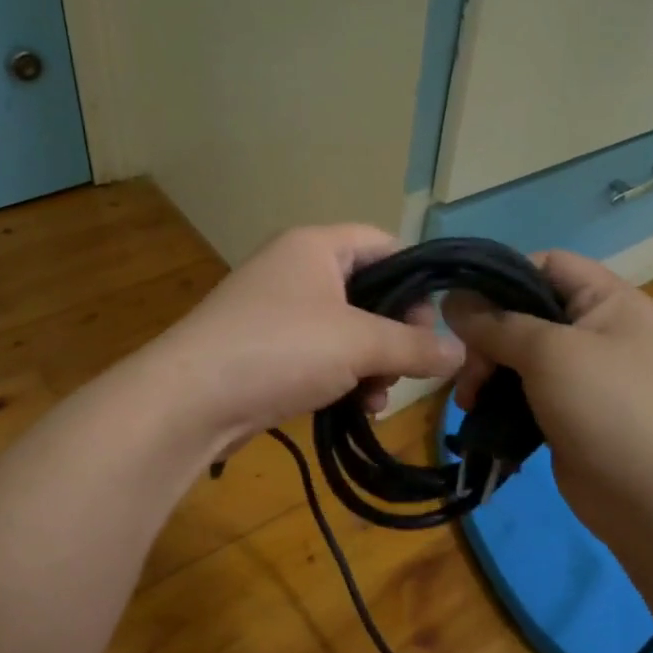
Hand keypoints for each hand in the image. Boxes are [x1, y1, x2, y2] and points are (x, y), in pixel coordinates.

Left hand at [153, 225, 464, 444]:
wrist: (191, 400)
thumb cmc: (281, 350)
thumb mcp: (360, 343)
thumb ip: (416, 345)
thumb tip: (462, 352)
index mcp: (316, 246)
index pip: (383, 244)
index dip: (416, 279)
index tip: (433, 323)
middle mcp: (295, 269)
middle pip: (368, 291)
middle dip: (395, 333)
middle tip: (410, 366)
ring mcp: (277, 312)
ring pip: (347, 330)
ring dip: (372, 364)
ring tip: (379, 397)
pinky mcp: (266, 350)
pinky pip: (320, 356)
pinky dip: (343, 378)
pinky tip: (357, 408)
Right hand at [444, 251, 652, 551]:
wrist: (650, 499)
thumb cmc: (606, 407)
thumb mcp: (548, 352)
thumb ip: (496, 323)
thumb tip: (451, 299)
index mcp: (609, 300)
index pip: (547, 264)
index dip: (503, 276)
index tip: (464, 305)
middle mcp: (597, 329)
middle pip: (526, 311)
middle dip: (488, 337)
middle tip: (467, 369)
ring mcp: (583, 372)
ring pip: (519, 353)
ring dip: (486, 370)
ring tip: (468, 399)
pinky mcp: (568, 409)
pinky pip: (524, 389)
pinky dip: (498, 396)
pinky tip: (477, 412)